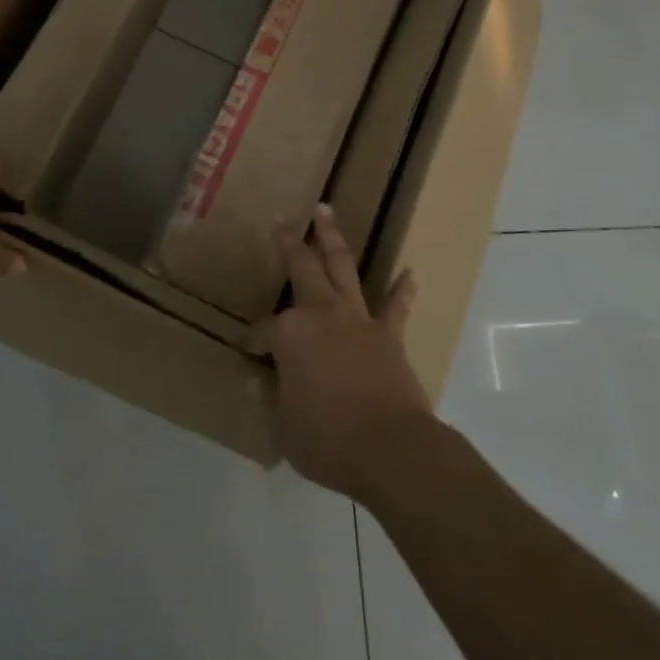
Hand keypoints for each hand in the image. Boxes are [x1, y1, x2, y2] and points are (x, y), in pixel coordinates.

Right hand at [252, 204, 434, 502]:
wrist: (390, 449)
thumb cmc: (327, 440)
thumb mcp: (284, 427)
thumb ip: (272, 400)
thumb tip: (260, 384)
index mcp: (290, 333)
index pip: (262, 332)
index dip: (253, 343)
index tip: (247, 353)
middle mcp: (321, 313)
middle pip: (302, 267)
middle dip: (289, 242)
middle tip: (281, 220)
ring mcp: (357, 319)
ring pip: (342, 267)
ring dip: (332, 238)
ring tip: (326, 210)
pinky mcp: (389, 335)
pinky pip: (396, 306)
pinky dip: (403, 289)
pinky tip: (412, 272)